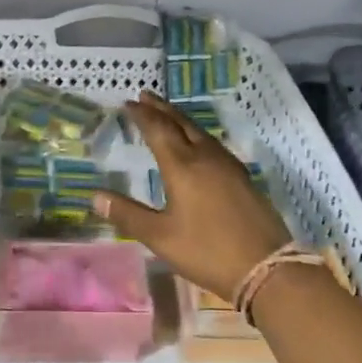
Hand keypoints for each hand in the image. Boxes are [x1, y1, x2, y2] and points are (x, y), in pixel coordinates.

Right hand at [93, 91, 288, 298]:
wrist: (266, 267)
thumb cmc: (207, 251)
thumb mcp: (160, 237)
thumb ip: (128, 214)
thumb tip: (95, 195)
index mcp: (182, 166)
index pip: (158, 130)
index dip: (142, 116)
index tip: (127, 103)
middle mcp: (205, 157)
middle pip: (180, 123)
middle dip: (161, 108)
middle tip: (145, 95)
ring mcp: (227, 165)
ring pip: (199, 132)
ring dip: (180, 118)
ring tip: (167, 113)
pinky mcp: (242, 176)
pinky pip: (213, 143)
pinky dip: (196, 133)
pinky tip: (198, 143)